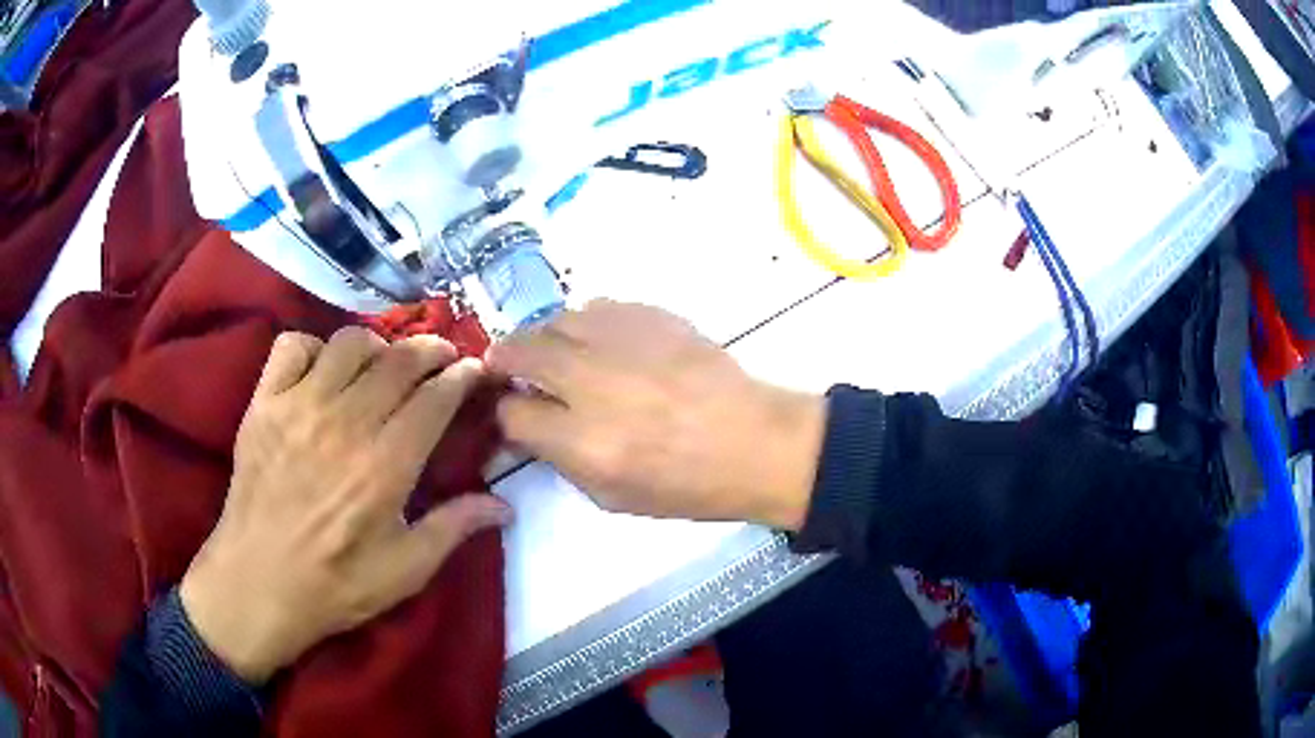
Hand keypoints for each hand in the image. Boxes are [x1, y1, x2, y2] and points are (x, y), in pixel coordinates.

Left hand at [180, 328, 511, 683]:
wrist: (257, 584)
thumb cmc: (336, 585)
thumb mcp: (405, 571)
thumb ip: (454, 528)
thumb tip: (505, 506)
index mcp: (385, 466)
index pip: (435, 398)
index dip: (462, 377)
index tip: (475, 371)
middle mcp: (345, 423)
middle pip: (399, 360)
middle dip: (431, 351)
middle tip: (442, 359)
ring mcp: (299, 406)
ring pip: (350, 343)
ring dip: (377, 347)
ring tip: (383, 366)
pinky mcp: (264, 403)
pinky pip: (292, 346)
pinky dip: (313, 348)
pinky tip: (321, 372)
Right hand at [487, 301, 824, 528]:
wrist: (754, 442)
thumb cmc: (686, 485)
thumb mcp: (612, 497)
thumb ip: (559, 459)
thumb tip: (528, 425)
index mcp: (585, 441)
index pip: (512, 413)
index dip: (505, 413)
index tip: (513, 412)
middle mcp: (595, 382)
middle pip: (522, 350)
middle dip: (505, 359)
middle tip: (507, 366)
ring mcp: (625, 341)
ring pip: (555, 319)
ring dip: (544, 337)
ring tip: (556, 354)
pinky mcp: (652, 315)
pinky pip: (597, 307)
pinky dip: (586, 324)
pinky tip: (599, 342)